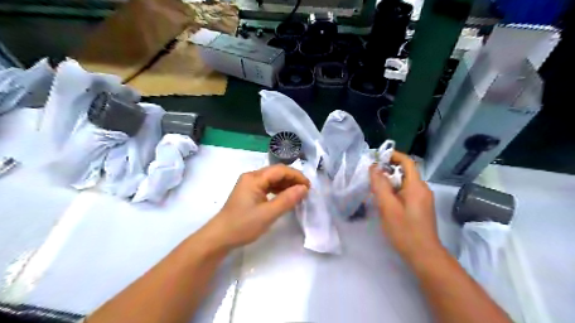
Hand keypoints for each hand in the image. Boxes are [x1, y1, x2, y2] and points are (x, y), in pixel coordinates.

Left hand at [199, 163, 309, 252]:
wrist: (220, 237)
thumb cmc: (243, 225)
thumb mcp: (268, 214)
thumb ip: (287, 200)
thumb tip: (304, 188)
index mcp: (254, 178)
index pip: (280, 170)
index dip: (296, 176)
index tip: (309, 187)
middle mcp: (251, 176)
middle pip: (276, 172)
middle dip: (292, 179)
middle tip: (305, 191)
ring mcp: (249, 184)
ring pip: (272, 179)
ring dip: (286, 185)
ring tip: (298, 194)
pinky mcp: (249, 192)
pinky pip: (267, 186)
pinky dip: (278, 190)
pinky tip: (285, 197)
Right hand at [368, 153, 442, 265]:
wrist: (424, 255)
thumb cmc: (404, 230)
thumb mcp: (388, 207)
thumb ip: (380, 186)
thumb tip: (374, 167)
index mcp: (417, 186)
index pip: (407, 162)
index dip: (393, 156)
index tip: (377, 158)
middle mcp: (423, 189)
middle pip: (405, 172)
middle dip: (388, 170)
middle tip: (371, 177)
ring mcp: (423, 199)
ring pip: (405, 183)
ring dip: (390, 182)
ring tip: (375, 189)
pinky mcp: (421, 207)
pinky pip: (407, 192)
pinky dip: (395, 191)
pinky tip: (385, 201)